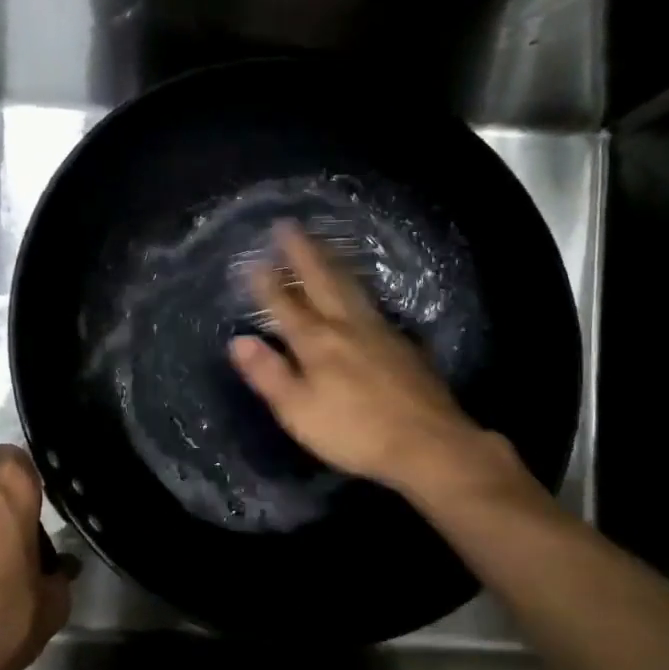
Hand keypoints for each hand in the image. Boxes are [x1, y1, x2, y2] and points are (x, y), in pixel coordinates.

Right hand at [227, 221, 532, 501]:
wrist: (429, 443)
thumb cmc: (355, 431)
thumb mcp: (299, 410)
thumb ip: (269, 374)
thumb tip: (238, 340)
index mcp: (318, 342)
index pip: (285, 305)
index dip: (267, 282)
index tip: (253, 258)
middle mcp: (348, 326)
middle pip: (322, 281)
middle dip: (303, 254)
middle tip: (289, 226)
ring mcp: (380, 332)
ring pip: (351, 287)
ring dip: (331, 263)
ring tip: (321, 245)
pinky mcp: (403, 345)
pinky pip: (372, 304)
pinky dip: (357, 289)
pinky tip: (358, 294)